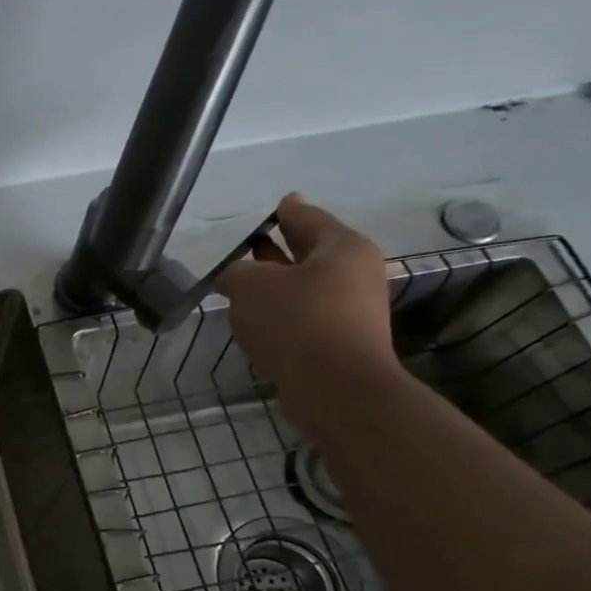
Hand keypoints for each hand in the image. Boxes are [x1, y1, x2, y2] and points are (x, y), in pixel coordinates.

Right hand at [215, 193, 398, 421]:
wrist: (335, 387)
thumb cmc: (296, 321)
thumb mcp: (250, 286)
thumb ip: (236, 272)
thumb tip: (235, 276)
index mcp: (341, 247)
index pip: (308, 218)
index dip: (288, 211)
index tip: (279, 203)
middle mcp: (354, 273)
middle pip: (311, 252)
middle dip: (280, 249)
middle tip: (253, 244)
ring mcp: (351, 309)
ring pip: (307, 286)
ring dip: (278, 284)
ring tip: (245, 285)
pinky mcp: (340, 340)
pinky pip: (306, 315)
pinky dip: (283, 312)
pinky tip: (259, 319)